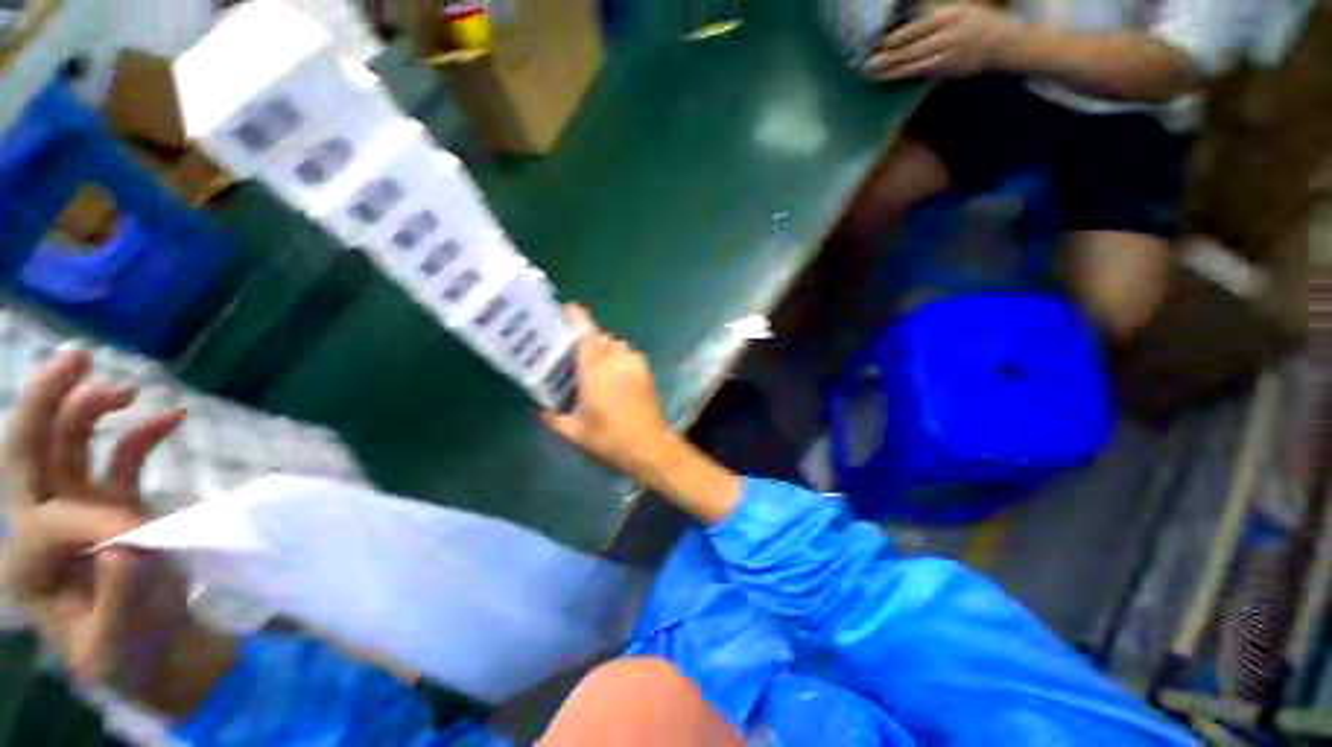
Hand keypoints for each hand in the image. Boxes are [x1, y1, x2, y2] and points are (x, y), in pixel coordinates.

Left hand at [0, 350, 234, 717]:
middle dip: (45, 403)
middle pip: (30, 453)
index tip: (139, 540)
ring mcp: (84, 512)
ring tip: (123, 389)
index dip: (89, 523)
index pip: (47, 523)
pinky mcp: (120, 506)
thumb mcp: (115, 646)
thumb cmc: (131, 658)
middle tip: (75, 359)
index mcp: (29, 568)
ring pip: (71, 446)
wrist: (161, 657)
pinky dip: (144, 433)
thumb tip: (131, 541)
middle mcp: (44, 529)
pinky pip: (123, 459)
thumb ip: (116, 596)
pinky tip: (172, 417)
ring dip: (91, 409)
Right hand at [542, 306, 673, 477]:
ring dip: (605, 349)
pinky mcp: (646, 372)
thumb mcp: (575, 432)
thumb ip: (555, 418)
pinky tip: (614, 378)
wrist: (650, 446)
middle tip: (576, 352)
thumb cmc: (610, 438)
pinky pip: (629, 355)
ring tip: (596, 367)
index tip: (567, 309)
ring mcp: (635, 364)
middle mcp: (617, 360)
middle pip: (601, 337)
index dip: (577, 318)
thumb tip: (542, 409)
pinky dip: (619, 359)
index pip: (586, 334)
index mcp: (596, 369)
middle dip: (588, 339)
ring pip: (617, 345)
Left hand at [864, 5, 1018, 79]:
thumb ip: (931, 12)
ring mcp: (945, 57)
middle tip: (863, 64)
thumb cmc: (975, 22)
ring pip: (911, 65)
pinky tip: (886, 77)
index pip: (915, 29)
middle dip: (885, 58)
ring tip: (868, 73)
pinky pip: (917, 73)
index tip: (875, 44)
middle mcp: (946, 37)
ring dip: (887, 71)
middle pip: (910, 50)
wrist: (1002, 44)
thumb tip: (906, 11)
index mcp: (948, 17)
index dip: (894, 39)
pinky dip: (900, 75)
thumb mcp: (957, 8)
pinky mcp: (944, 71)